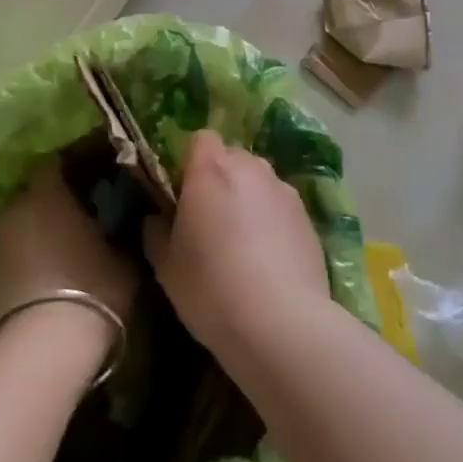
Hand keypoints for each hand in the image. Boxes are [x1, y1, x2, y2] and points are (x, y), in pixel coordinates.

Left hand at [0, 163, 137, 366]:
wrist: (40, 354)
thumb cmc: (92, 290)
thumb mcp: (125, 259)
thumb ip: (121, 233)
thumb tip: (126, 223)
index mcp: (47, 196)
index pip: (54, 165)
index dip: (72, 171)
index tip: (91, 181)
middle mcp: (12, 214)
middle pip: (31, 201)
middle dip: (50, 210)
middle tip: (77, 226)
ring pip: (14, 237)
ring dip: (32, 244)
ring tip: (57, 267)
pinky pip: (2, 272)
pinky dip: (17, 277)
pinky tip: (36, 300)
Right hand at [143, 130, 331, 363]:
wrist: (282, 323)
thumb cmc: (210, 288)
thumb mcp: (165, 267)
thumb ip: (156, 232)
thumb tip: (156, 219)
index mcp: (210, 169)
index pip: (200, 138)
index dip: (190, 162)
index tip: (183, 195)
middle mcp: (250, 168)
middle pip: (231, 156)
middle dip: (220, 178)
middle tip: (209, 220)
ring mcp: (283, 189)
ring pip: (258, 180)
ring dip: (247, 197)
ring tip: (242, 241)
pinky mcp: (307, 215)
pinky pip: (280, 205)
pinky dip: (272, 219)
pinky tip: (268, 258)